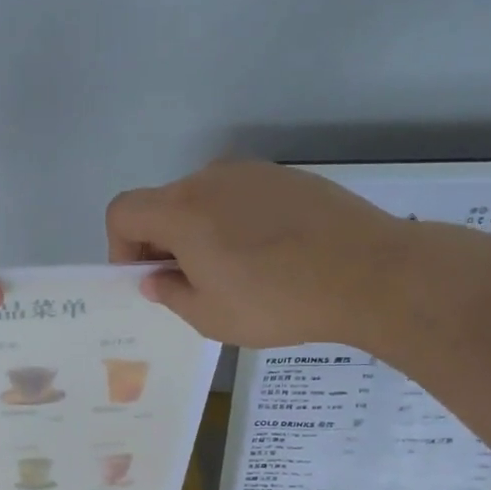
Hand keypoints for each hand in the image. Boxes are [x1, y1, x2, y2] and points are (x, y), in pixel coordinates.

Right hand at [106, 161, 409, 349]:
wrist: (369, 273)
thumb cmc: (278, 302)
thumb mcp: (211, 317)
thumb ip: (171, 294)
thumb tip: (155, 279)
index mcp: (181, 211)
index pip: (122, 212)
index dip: (121, 247)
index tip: (149, 279)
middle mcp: (210, 179)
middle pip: (163, 204)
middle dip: (162, 243)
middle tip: (191, 284)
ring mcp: (252, 173)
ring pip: (204, 199)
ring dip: (200, 231)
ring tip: (236, 272)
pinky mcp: (287, 177)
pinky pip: (241, 196)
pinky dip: (236, 221)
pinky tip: (271, 255)